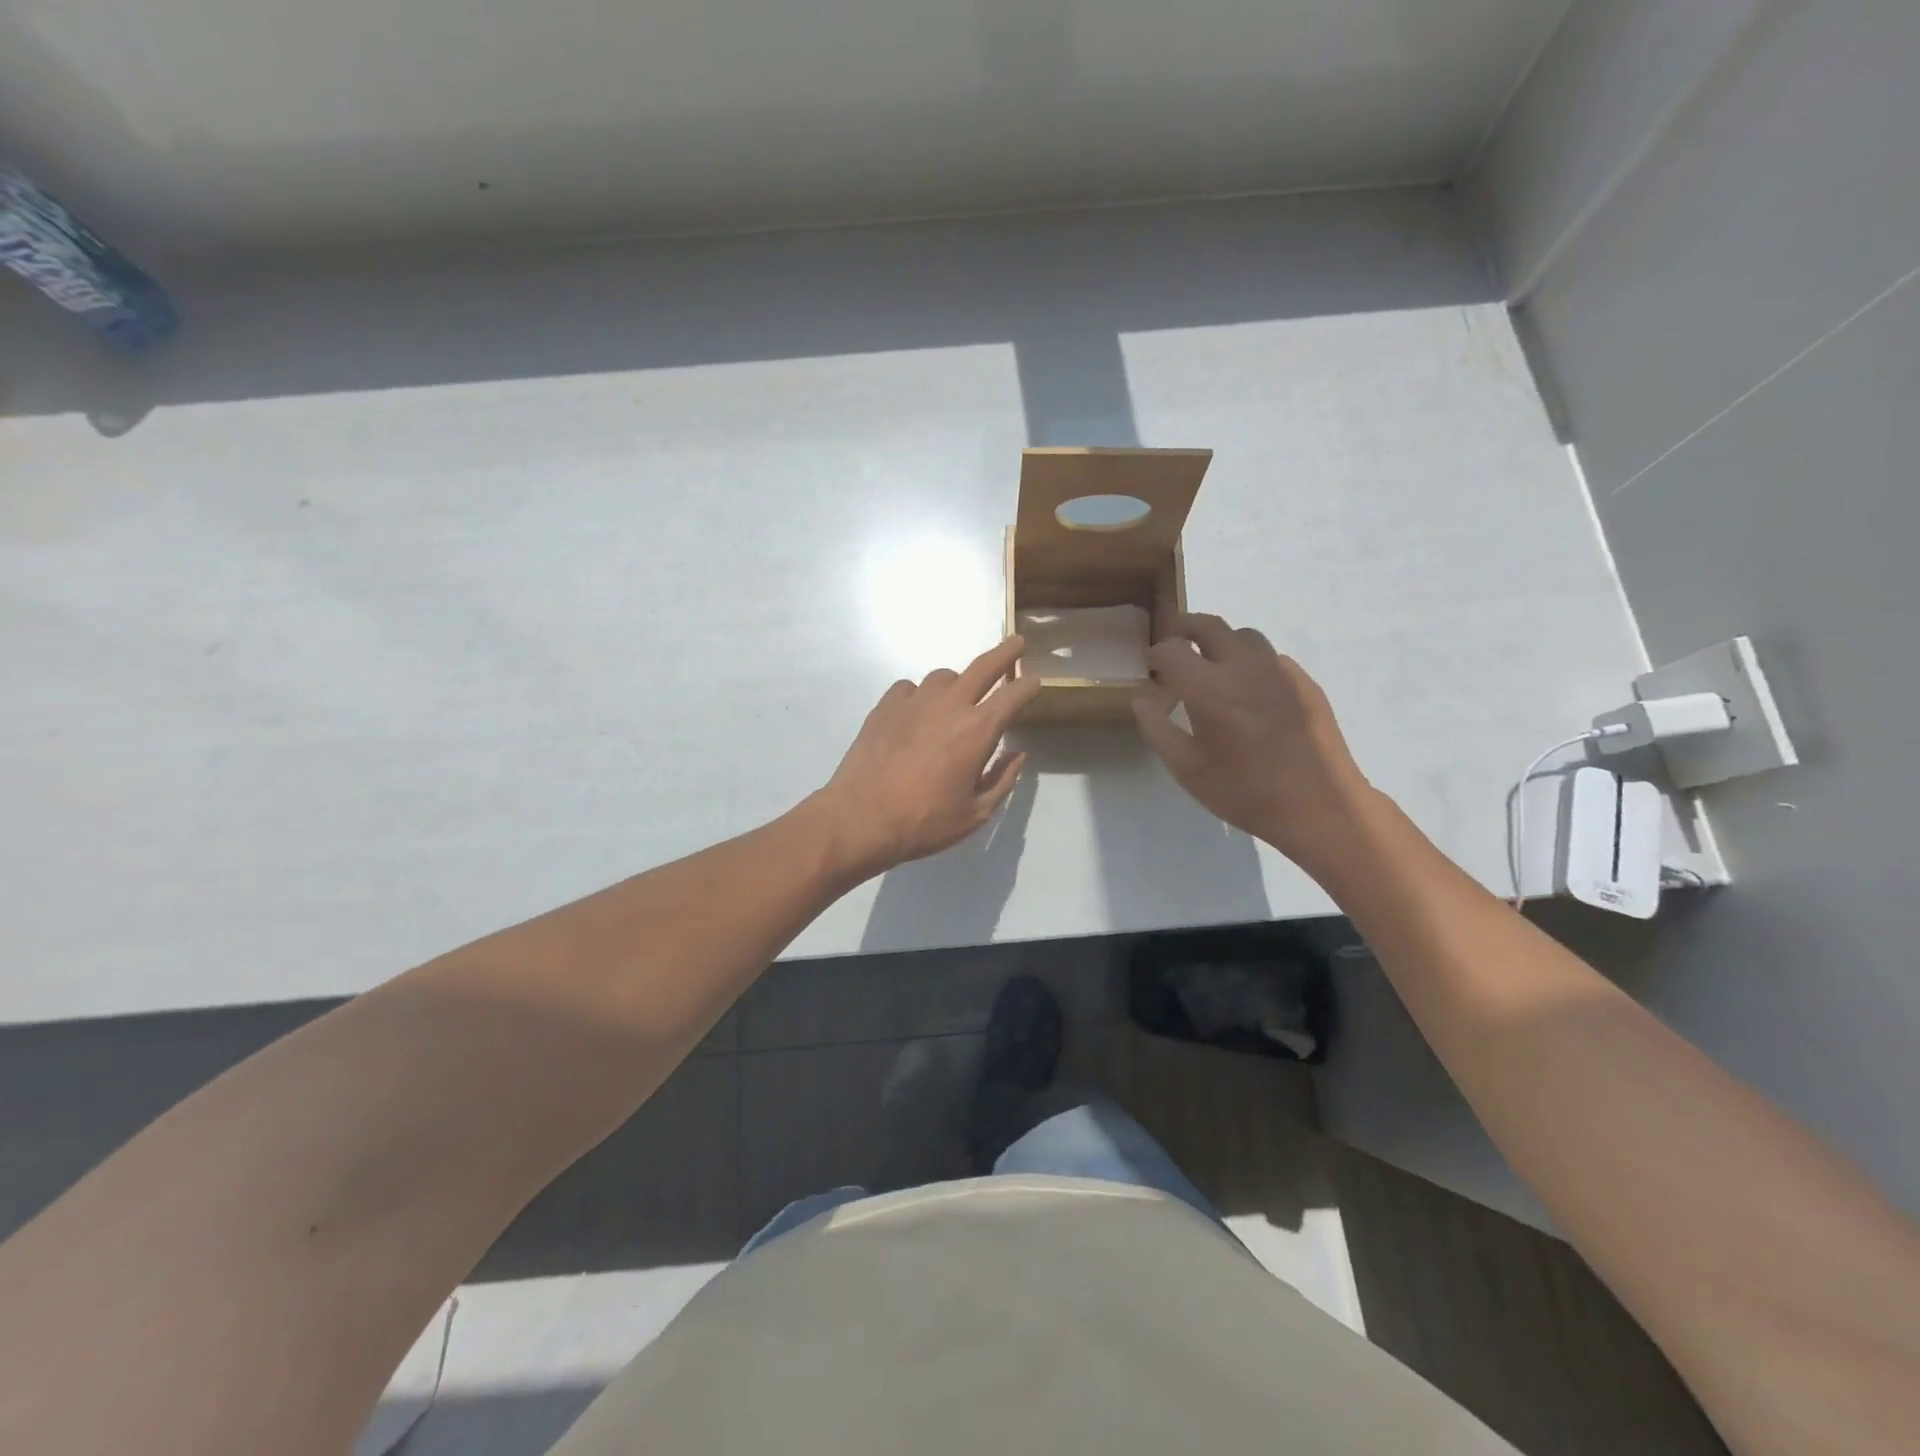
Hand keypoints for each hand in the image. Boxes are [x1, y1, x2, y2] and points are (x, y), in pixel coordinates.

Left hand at [817, 637, 1041, 878]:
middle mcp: (949, 705)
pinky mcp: (886, 706)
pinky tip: (917, 713)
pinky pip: (910, 688)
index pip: (1014, 696)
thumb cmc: (925, 821)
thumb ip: (1002, 779)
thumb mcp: (976, 813)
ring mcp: (914, 701)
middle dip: (1004, 653)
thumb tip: (1017, 755)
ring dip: (958, 682)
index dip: (1029, 687)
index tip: (1035, 683)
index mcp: (978, 730)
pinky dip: (920, 695)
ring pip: (944, 676)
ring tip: (958, 698)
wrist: (862, 818)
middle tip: (1016, 643)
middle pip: (983, 667)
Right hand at [1134, 613, 1371, 871]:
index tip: (1152, 669)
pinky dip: (1251, 664)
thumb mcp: (1185, 768)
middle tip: (1174, 644)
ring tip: (1214, 669)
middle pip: (1209, 625)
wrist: (1318, 806)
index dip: (1156, 654)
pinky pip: (1271, 658)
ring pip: (1244, 636)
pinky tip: (1251, 696)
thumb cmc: (1243, 791)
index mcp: (1209, 687)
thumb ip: (1156, 727)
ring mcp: (1279, 671)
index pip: (1172, 649)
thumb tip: (1142, 697)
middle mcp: (1243, 667)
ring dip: (1221, 643)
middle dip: (1184, 627)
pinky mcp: (1304, 682)